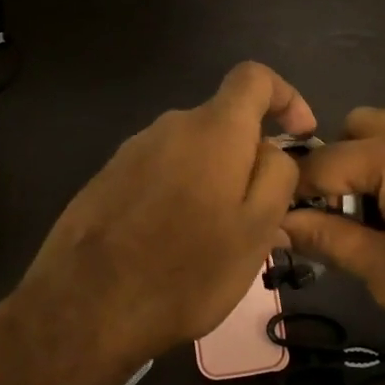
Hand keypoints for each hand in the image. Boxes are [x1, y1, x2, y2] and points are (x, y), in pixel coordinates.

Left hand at [8, 62, 315, 384]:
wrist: (84, 307)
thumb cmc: (185, 270)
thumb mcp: (256, 230)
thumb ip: (277, 176)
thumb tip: (273, 149)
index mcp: (213, 129)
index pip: (255, 77)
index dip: (286, 97)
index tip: (300, 136)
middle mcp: (170, 126)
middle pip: (223, 123)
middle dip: (248, 159)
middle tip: (258, 216)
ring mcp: (132, 151)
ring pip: (191, 152)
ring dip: (212, 181)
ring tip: (212, 241)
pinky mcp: (106, 179)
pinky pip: (159, 172)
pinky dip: (178, 195)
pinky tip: (170, 244)